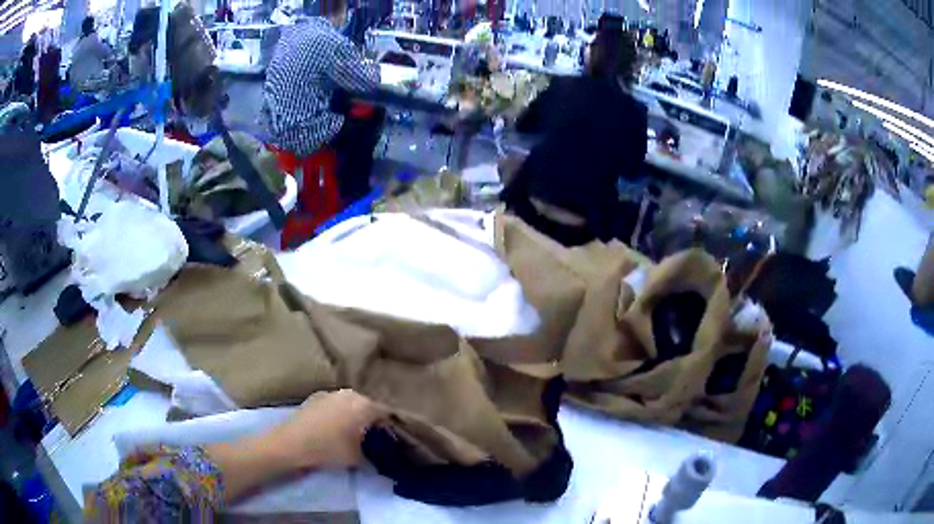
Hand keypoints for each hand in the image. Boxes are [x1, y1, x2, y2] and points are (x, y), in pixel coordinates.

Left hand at [269, 390, 383, 469]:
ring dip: (354, 416)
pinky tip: (333, 429)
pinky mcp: (315, 397)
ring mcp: (331, 393)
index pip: (386, 414)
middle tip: (372, 438)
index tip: (390, 441)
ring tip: (352, 434)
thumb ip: (373, 455)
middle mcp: (350, 393)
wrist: (291, 443)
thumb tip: (377, 455)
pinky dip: (338, 415)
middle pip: (368, 406)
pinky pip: (335, 405)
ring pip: (350, 404)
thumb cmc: (329, 449)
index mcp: (365, 405)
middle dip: (371, 421)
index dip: (390, 428)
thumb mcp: (358, 458)